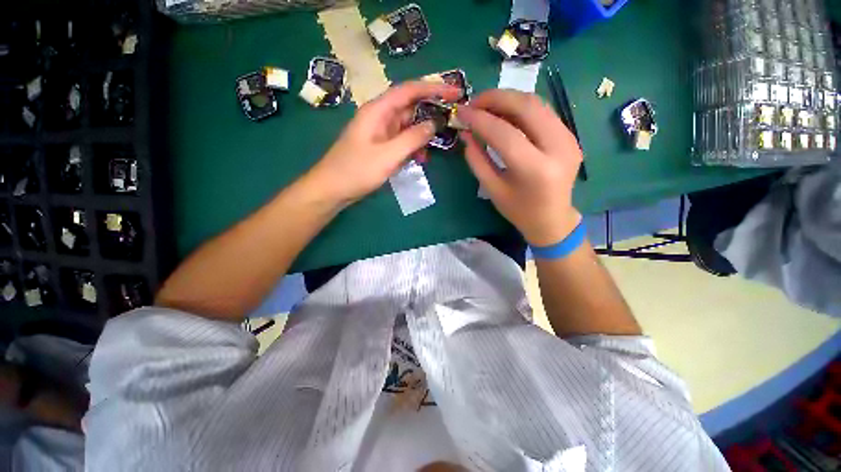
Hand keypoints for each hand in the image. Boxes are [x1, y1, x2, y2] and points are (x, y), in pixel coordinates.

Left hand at [304, 81, 461, 205]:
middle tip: (453, 120)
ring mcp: (381, 132)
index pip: (410, 90)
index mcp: (378, 110)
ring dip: (423, 135)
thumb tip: (435, 124)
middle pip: (411, 107)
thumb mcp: (388, 155)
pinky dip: (413, 147)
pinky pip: (402, 141)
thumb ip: (413, 138)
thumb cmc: (356, 171)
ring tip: (437, 147)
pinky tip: (421, 159)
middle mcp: (380, 116)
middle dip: (432, 112)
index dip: (434, 88)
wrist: (332, 189)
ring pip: (408, 126)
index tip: (456, 92)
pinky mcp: (381, 146)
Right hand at [458, 89, 582, 246]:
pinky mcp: (570, 136)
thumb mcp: (492, 189)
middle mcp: (558, 148)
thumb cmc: (518, 210)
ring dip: (508, 99)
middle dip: (496, 98)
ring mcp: (569, 139)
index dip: (480, 119)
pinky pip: (543, 112)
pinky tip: (505, 114)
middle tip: (474, 102)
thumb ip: (477, 160)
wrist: (552, 219)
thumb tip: (466, 133)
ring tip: (486, 106)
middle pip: (527, 107)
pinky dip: (521, 108)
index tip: (462, 112)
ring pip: (537, 104)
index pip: (505, 133)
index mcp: (535, 170)